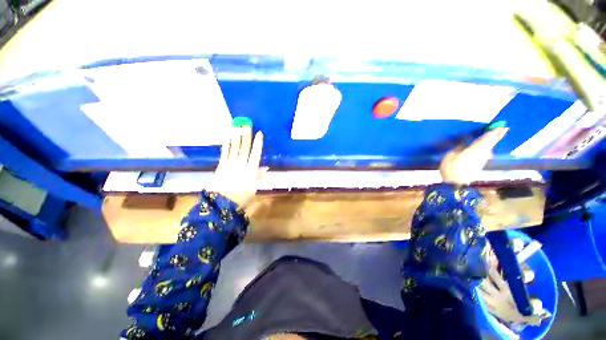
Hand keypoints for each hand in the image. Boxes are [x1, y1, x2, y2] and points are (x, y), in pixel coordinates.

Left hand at [212, 126, 266, 207]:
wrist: (221, 204)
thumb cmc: (241, 198)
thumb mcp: (253, 189)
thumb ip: (259, 177)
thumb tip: (264, 167)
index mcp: (250, 172)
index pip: (255, 155)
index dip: (258, 144)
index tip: (259, 133)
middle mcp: (240, 166)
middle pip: (244, 149)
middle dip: (246, 136)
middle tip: (247, 124)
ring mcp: (229, 165)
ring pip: (234, 149)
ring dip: (236, 138)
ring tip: (237, 127)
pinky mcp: (220, 167)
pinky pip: (224, 154)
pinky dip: (226, 146)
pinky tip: (227, 138)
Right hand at [439, 128, 507, 184]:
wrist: (456, 185)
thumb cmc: (452, 169)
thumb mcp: (450, 156)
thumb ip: (458, 149)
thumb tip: (464, 144)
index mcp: (475, 149)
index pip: (486, 139)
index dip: (493, 132)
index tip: (502, 125)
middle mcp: (481, 154)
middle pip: (491, 143)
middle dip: (497, 136)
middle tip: (505, 128)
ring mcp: (481, 160)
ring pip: (489, 148)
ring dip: (492, 142)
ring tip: (495, 136)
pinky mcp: (479, 165)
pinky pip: (484, 153)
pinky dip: (487, 148)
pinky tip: (485, 147)